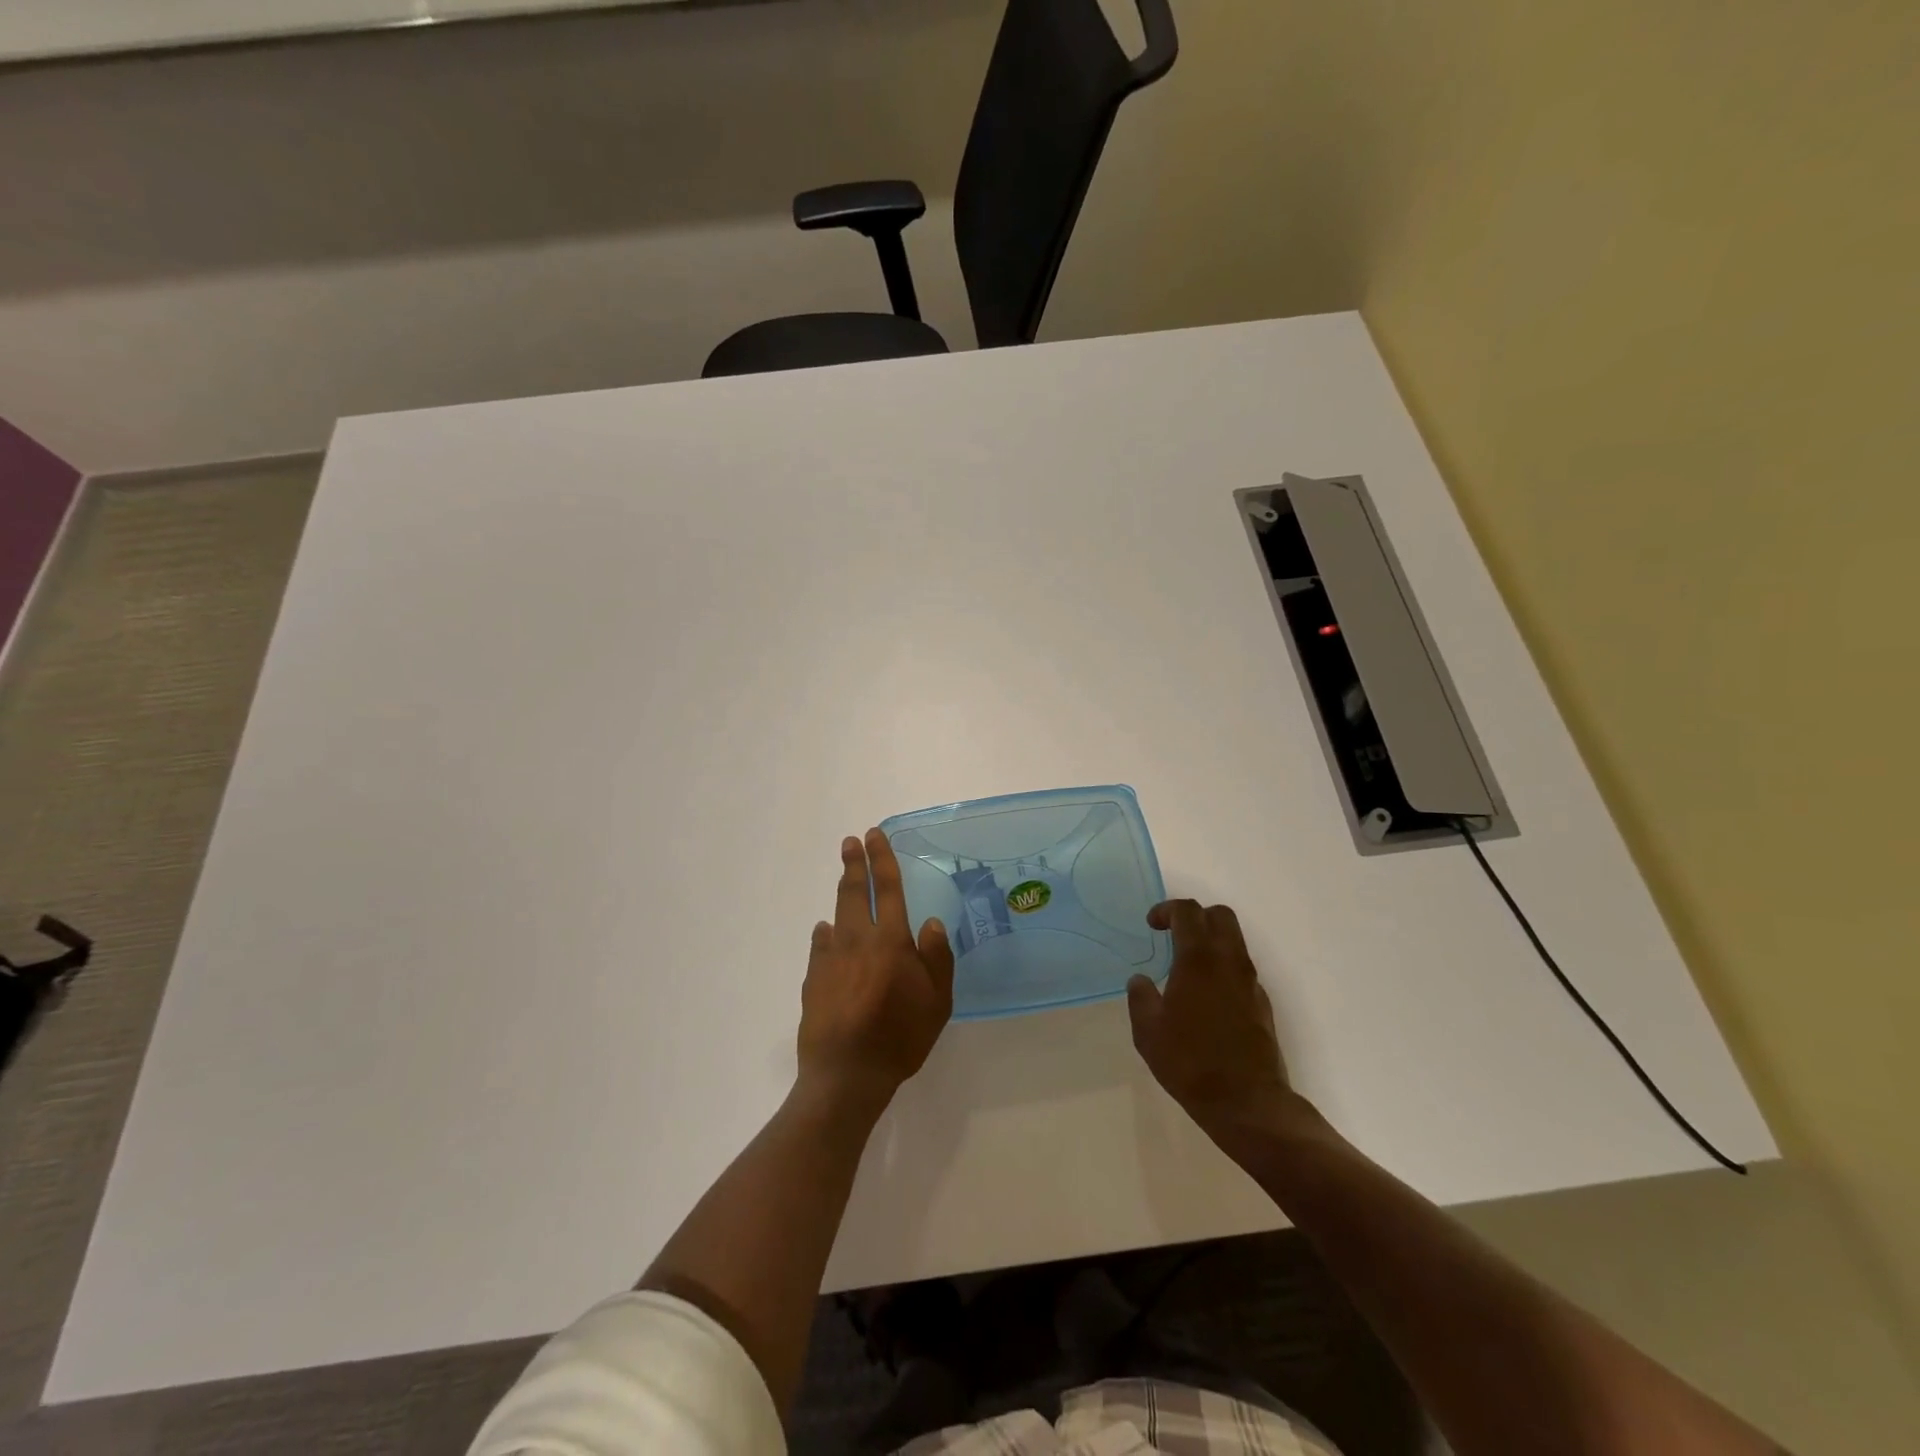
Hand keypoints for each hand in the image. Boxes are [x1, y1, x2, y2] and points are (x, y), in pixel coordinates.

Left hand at [797, 829, 954, 1112]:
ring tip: (844, 879)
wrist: (846, 1074)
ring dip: (841, 893)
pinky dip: (825, 934)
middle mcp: (857, 940)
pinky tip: (825, 933)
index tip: (874, 834)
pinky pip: (819, 946)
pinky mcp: (812, 979)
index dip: (882, 859)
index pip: (887, 888)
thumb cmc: (900, 1037)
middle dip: (854, 864)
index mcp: (890, 940)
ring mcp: (830, 959)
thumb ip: (936, 957)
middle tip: (850, 842)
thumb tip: (930, 922)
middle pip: (853, 893)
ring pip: (835, 915)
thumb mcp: (937, 1002)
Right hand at [1127, 900, 1295, 1136]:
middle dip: (1196, 917)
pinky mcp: (1262, 1004)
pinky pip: (1241, 970)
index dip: (1167, 909)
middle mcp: (1229, 962)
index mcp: (1199, 960)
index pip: (1188, 912)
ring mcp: (1250, 982)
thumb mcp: (1148, 1032)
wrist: (1247, 1102)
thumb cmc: (1190, 1062)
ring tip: (1186, 969)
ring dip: (1211, 942)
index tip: (1152, 925)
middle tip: (1173, 935)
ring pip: (1235, 941)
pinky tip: (1206, 998)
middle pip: (1220, 916)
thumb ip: (1141, 998)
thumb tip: (1140, 981)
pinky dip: (1223, 968)